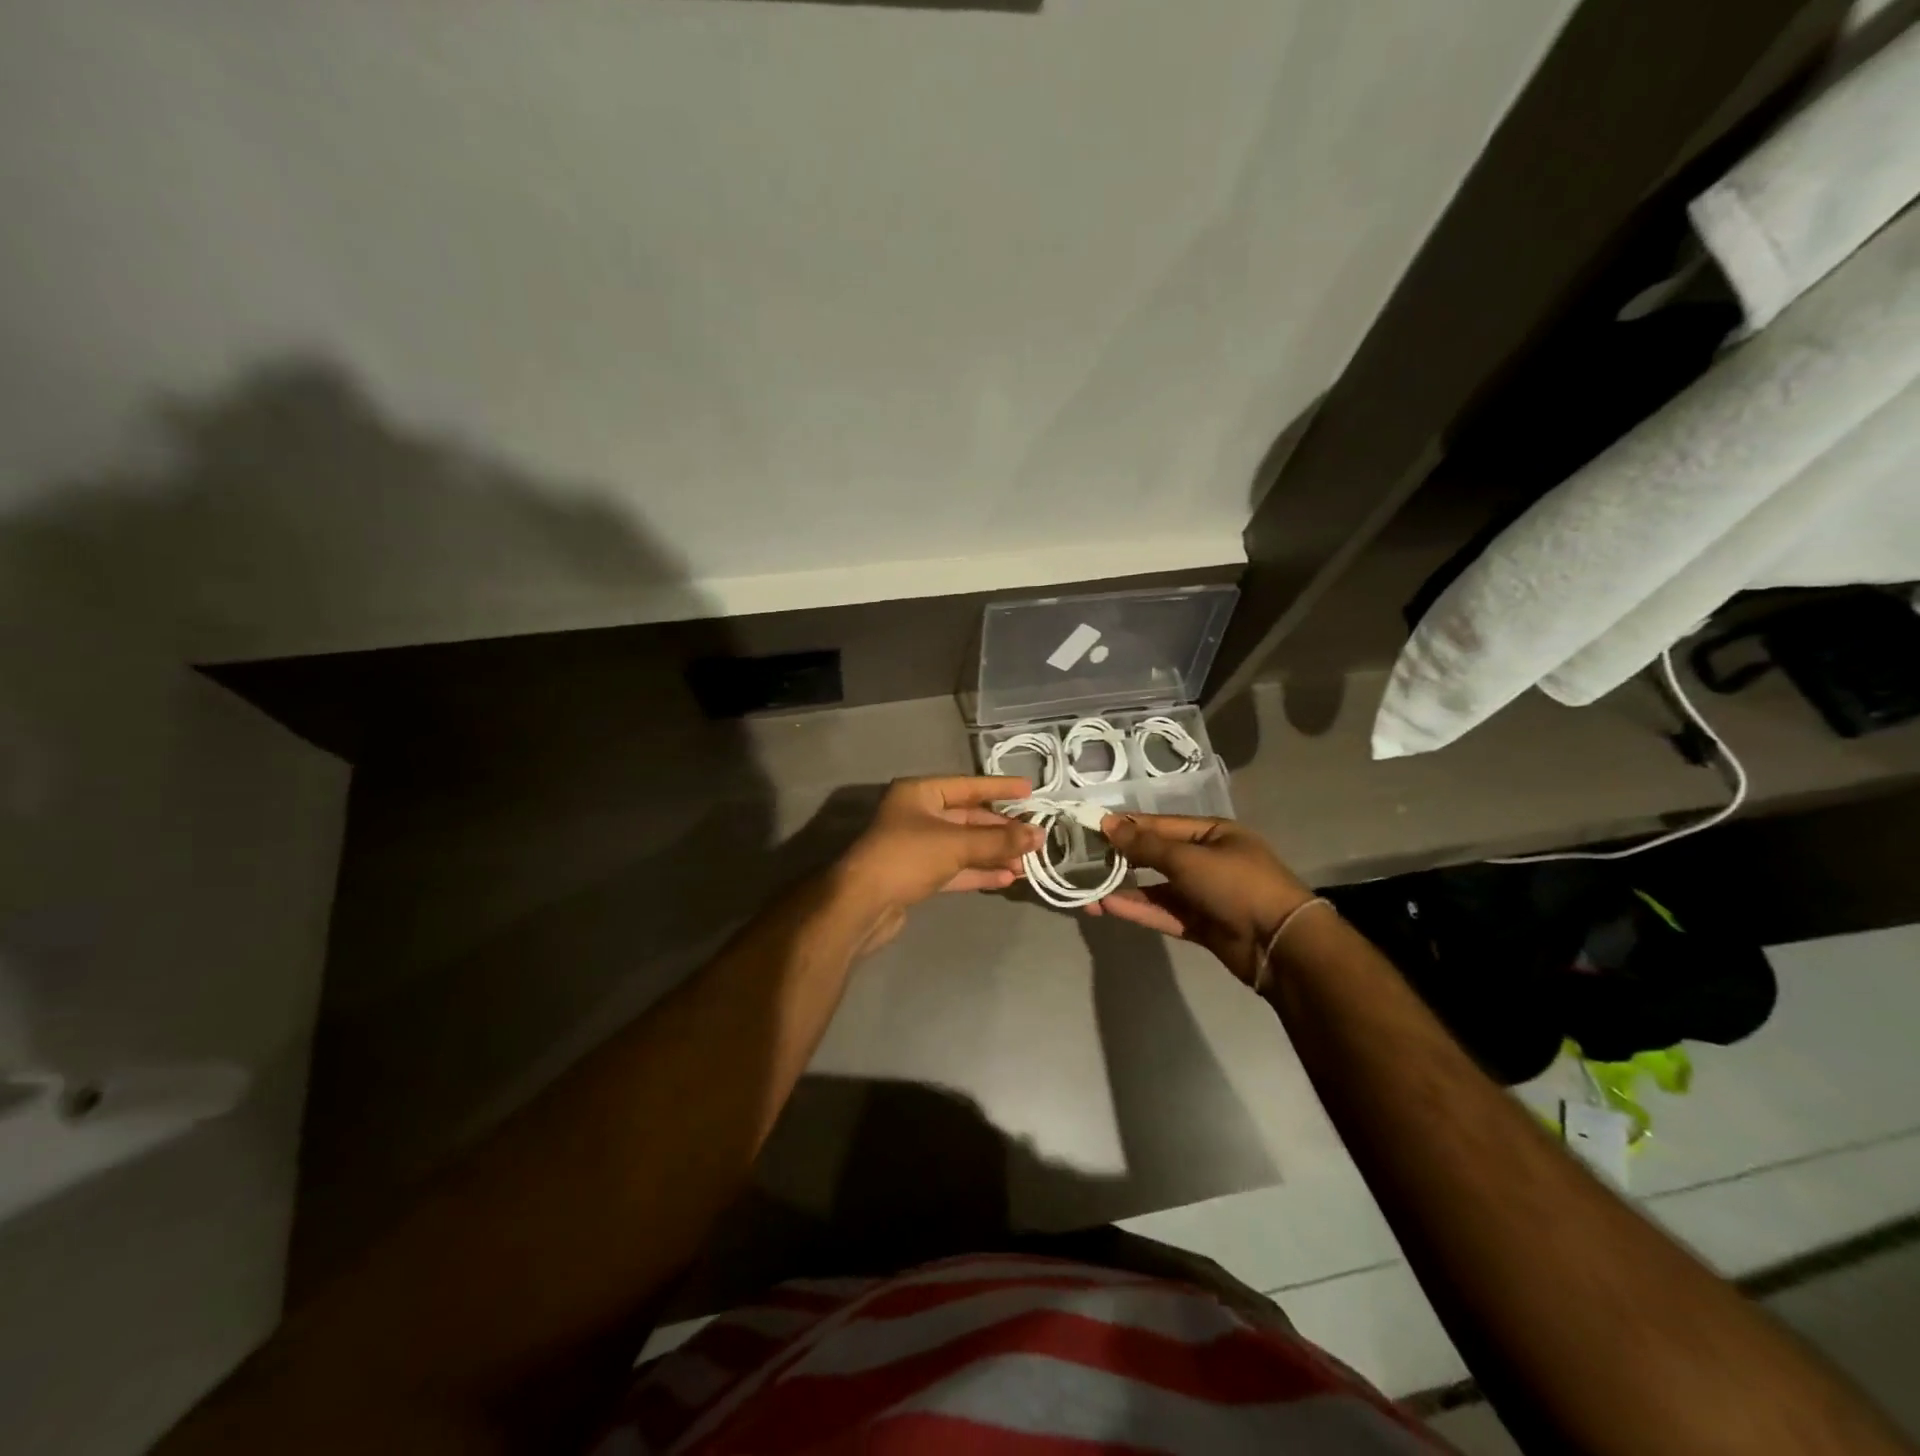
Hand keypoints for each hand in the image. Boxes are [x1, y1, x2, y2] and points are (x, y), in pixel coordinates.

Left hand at [836, 776, 1042, 954]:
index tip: (1030, 791)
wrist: (861, 905)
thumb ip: (998, 840)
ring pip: (963, 845)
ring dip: (993, 853)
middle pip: (967, 818)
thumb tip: (1038, 835)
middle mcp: (917, 814)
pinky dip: (978, 871)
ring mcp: (916, 846)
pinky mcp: (917, 875)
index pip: (968, 786)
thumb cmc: (907, 857)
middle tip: (1035, 837)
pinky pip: (954, 868)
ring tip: (1027, 862)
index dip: (1000, 788)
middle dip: (1001, 829)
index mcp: (919, 793)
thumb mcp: (956, 844)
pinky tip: (1005, 878)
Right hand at [1086, 814, 1315, 984]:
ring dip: (1126, 890)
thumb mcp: (1188, 859)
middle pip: (1158, 856)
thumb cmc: (1236, 885)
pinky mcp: (1202, 924)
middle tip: (1084, 860)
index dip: (1128, 826)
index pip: (1161, 825)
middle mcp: (1209, 860)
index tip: (1092, 827)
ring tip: (1089, 892)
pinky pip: (1165, 913)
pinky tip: (1109, 907)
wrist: (1280, 944)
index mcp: (1213, 834)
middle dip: (1123, 859)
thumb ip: (1146, 845)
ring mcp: (1206, 894)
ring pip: (1158, 889)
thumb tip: (1108, 823)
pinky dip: (1140, 910)